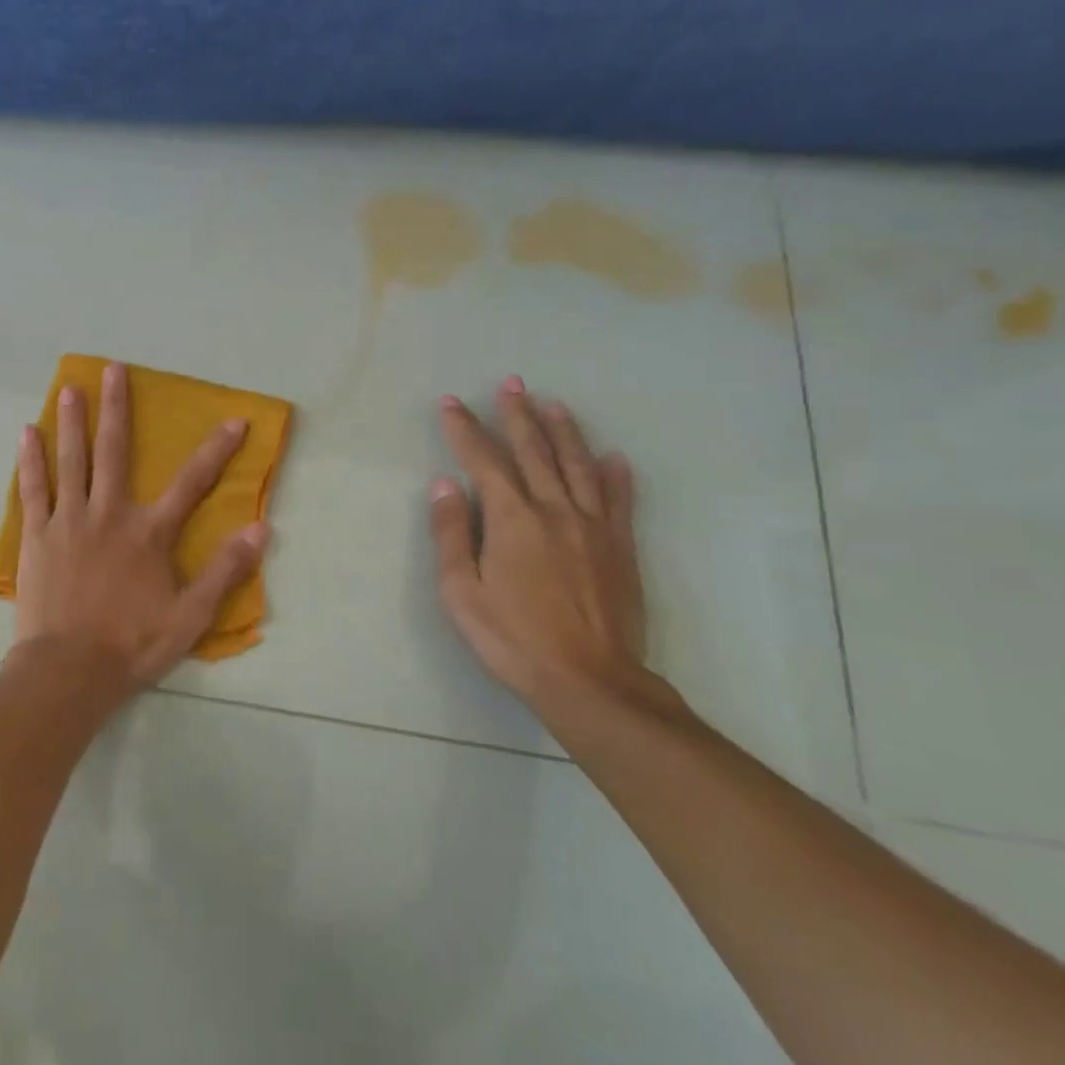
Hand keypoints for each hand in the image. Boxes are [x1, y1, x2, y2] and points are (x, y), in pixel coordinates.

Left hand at [14, 362, 268, 691]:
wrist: (68, 671)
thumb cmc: (132, 645)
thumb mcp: (191, 616)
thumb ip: (225, 571)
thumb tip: (261, 530)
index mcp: (149, 533)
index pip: (192, 482)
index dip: (217, 450)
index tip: (233, 420)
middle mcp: (109, 514)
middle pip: (115, 451)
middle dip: (117, 407)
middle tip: (113, 369)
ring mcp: (69, 521)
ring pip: (72, 460)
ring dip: (73, 421)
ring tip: (70, 387)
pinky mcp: (37, 536)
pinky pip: (34, 489)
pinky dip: (31, 460)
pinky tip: (27, 433)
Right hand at [429, 376, 663, 720]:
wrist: (589, 680)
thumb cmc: (512, 638)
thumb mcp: (462, 592)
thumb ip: (452, 534)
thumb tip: (444, 485)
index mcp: (511, 519)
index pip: (483, 461)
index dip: (465, 429)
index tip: (451, 402)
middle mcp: (554, 510)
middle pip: (534, 451)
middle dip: (517, 415)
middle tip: (511, 383)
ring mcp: (592, 527)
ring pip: (577, 465)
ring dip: (564, 431)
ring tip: (553, 404)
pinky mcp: (620, 547)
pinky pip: (619, 500)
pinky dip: (615, 474)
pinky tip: (613, 457)